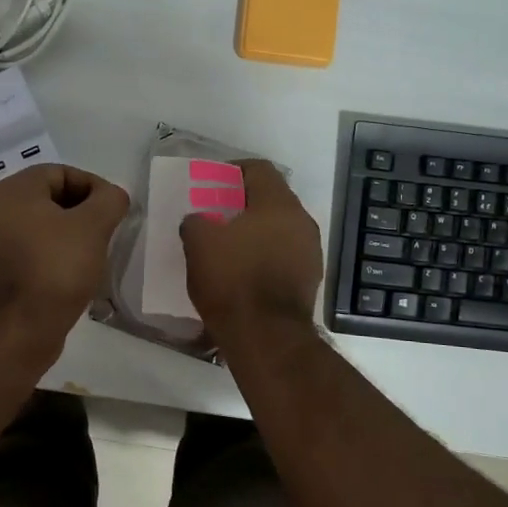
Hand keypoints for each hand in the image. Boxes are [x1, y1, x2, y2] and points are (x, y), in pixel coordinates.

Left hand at [0, 165, 130, 332]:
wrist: (17, 329)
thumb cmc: (55, 268)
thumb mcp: (93, 226)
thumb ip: (110, 200)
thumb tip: (113, 196)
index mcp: (13, 191)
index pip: (62, 172)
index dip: (94, 187)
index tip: (115, 212)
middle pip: (51, 198)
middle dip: (84, 212)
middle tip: (108, 233)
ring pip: (43, 227)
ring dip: (71, 235)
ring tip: (95, 254)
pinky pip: (34, 251)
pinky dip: (55, 256)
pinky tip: (75, 274)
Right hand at [180, 159, 322, 335]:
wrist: (266, 336)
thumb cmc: (232, 279)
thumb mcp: (198, 242)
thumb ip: (197, 221)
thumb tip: (200, 221)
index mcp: (278, 204)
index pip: (259, 169)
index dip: (233, 170)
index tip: (212, 182)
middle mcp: (302, 221)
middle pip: (271, 199)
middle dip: (243, 203)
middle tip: (216, 214)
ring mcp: (310, 252)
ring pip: (279, 229)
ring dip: (256, 231)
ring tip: (228, 245)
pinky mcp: (309, 280)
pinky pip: (284, 255)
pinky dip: (264, 255)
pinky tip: (244, 271)